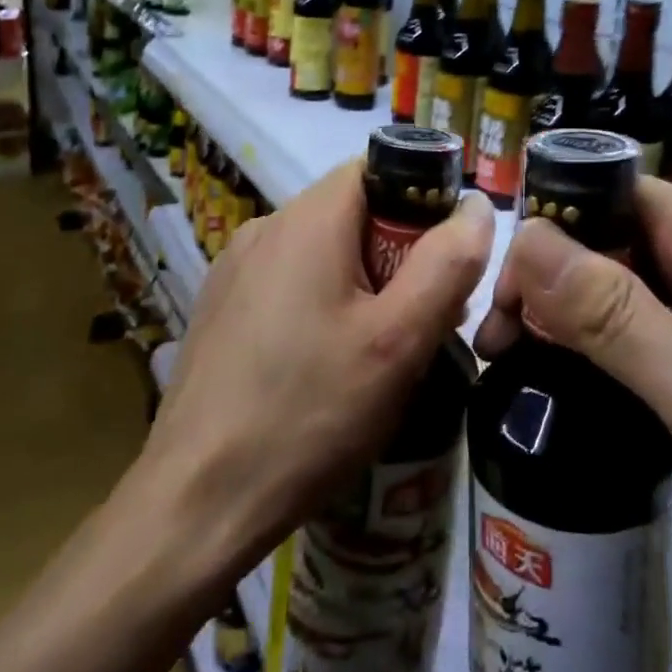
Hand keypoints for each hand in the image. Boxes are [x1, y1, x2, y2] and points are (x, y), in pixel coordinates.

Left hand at [145, 162, 493, 584]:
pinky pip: (290, 284)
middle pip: (353, 213)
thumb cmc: (309, 413)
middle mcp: (265, 229)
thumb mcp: (399, 341)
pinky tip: (329, 368)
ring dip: (365, 284)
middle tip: (424, 321)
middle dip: (399, 253)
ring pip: (323, 252)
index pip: (378, 169)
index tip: (445, 261)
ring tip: (383, 352)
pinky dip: (325, 305)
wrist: (196, 502)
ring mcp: (235, 270)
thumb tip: (476, 208)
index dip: (422, 202)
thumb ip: (447, 264)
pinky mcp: (222, 309)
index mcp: (307, 220)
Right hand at [475, 178, 671, 622]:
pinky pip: (660, 312)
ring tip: (527, 366)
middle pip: (615, 233)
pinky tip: (587, 377)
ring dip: (575, 311)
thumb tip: (525, 237)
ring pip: (633, 274)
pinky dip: (613, 335)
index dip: (548, 236)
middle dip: (551, 279)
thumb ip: (611, 311)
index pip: (607, 195)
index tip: (507, 307)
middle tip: (503, 350)